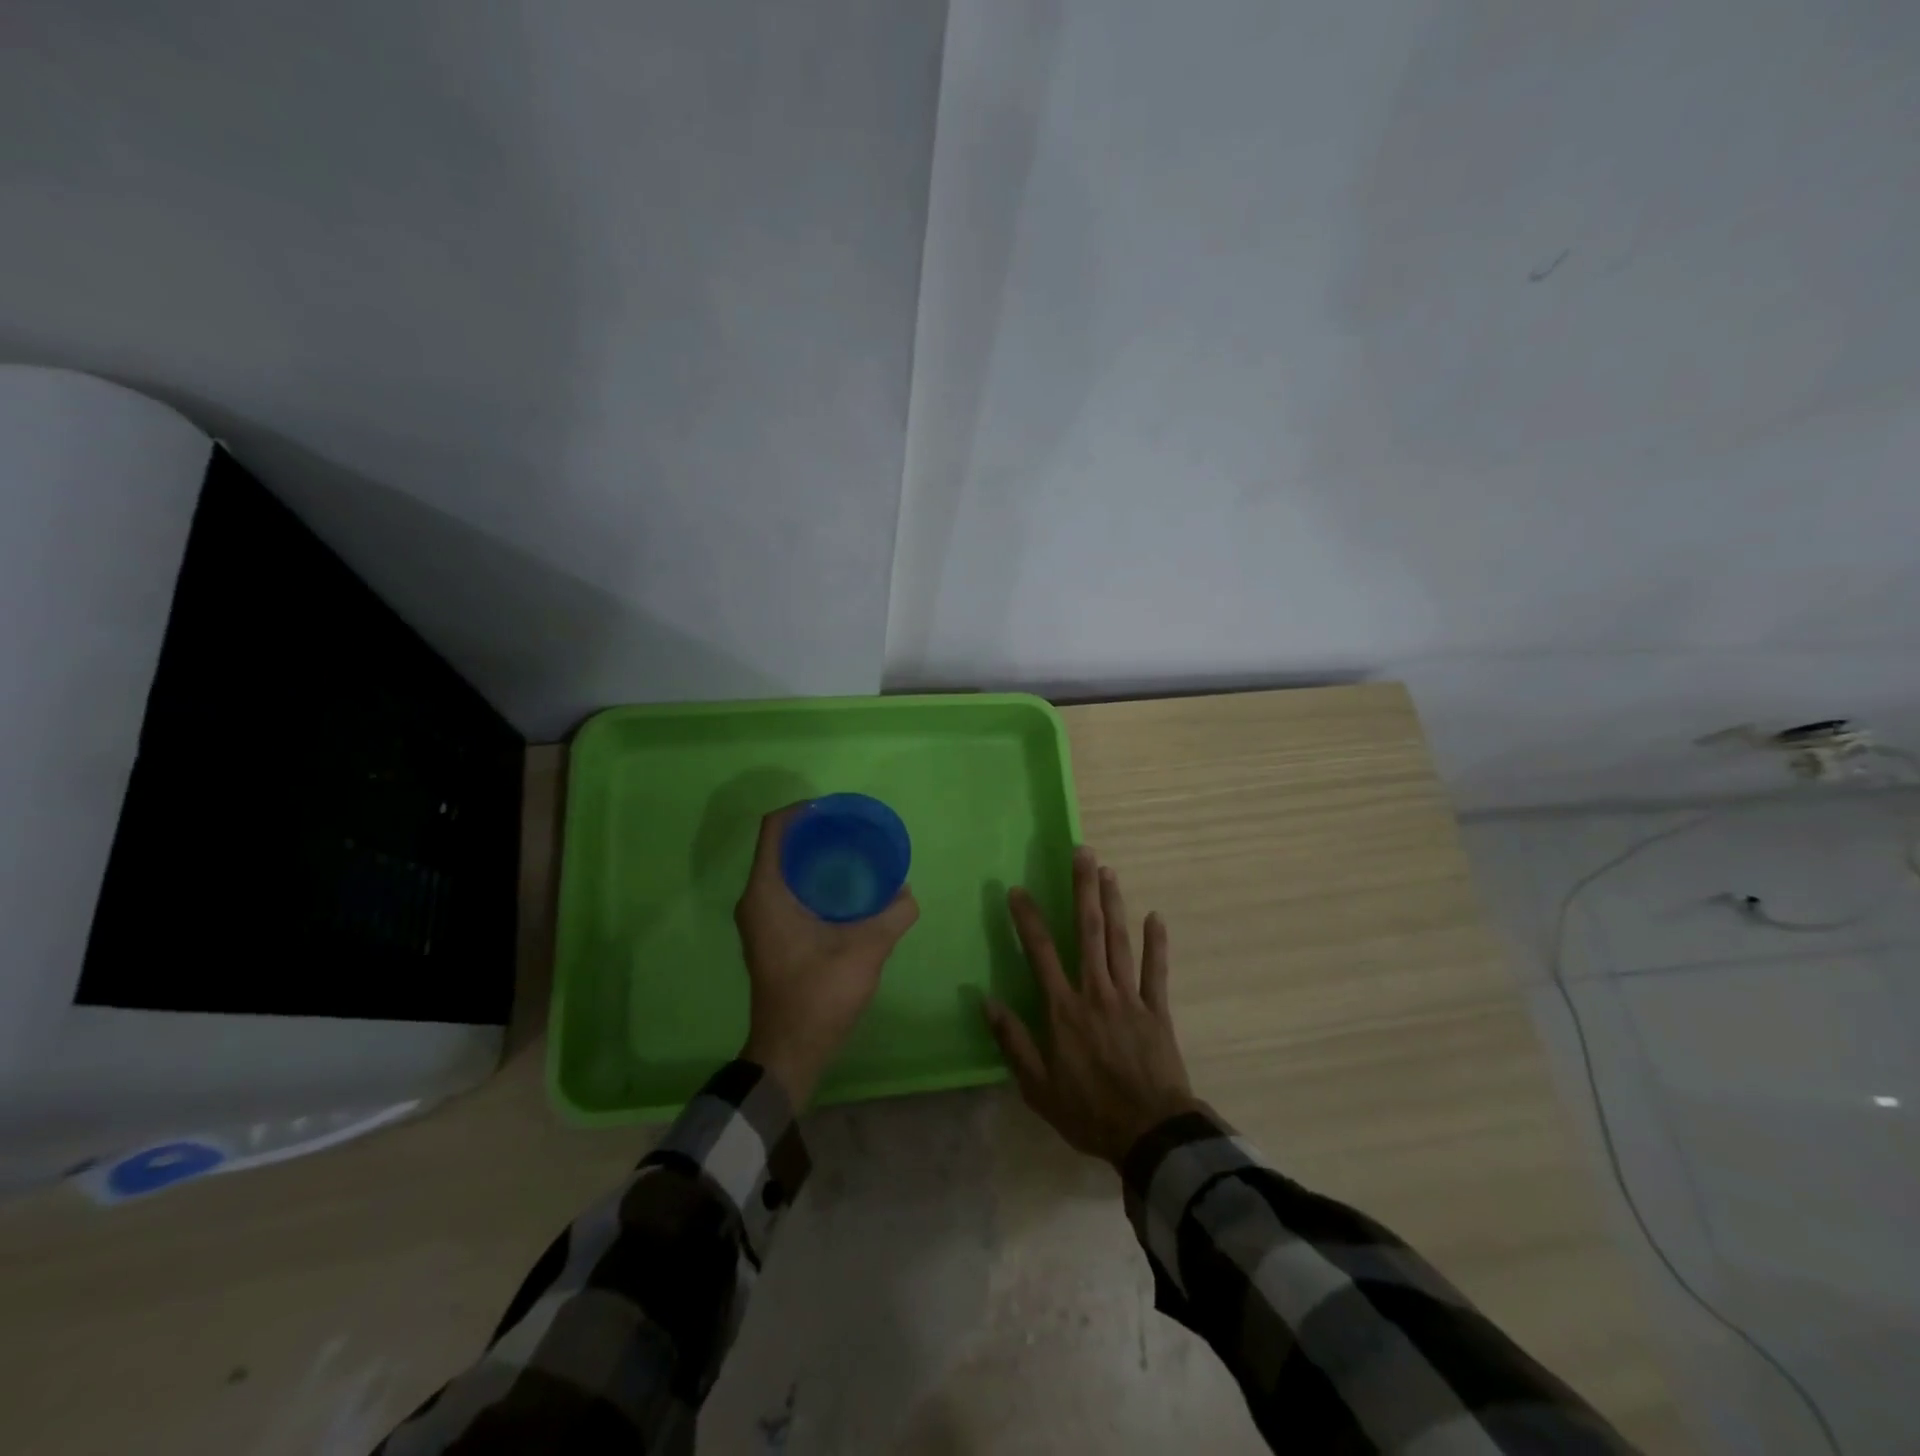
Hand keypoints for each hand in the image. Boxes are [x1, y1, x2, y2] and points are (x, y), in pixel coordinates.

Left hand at [735, 804, 919, 1106]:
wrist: (790, 1051)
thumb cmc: (818, 995)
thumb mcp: (865, 951)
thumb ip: (892, 916)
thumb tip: (907, 893)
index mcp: (766, 893)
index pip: (774, 829)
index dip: (802, 810)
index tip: (836, 809)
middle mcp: (755, 900)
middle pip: (780, 846)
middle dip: (815, 832)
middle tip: (854, 830)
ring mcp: (760, 919)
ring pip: (784, 869)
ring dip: (815, 857)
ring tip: (855, 852)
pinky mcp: (770, 935)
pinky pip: (788, 890)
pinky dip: (813, 880)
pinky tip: (846, 890)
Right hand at [983, 847, 1199, 1165]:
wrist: (1150, 1135)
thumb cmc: (1088, 1112)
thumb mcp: (1038, 1087)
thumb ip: (1012, 1042)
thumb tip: (985, 1002)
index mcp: (1064, 1010)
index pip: (1041, 953)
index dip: (1028, 919)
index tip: (1018, 890)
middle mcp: (1095, 992)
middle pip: (1088, 932)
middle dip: (1083, 890)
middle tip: (1083, 853)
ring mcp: (1129, 998)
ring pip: (1119, 941)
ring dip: (1113, 904)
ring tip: (1108, 871)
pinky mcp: (1157, 1010)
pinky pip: (1156, 971)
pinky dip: (1156, 943)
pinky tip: (1156, 916)